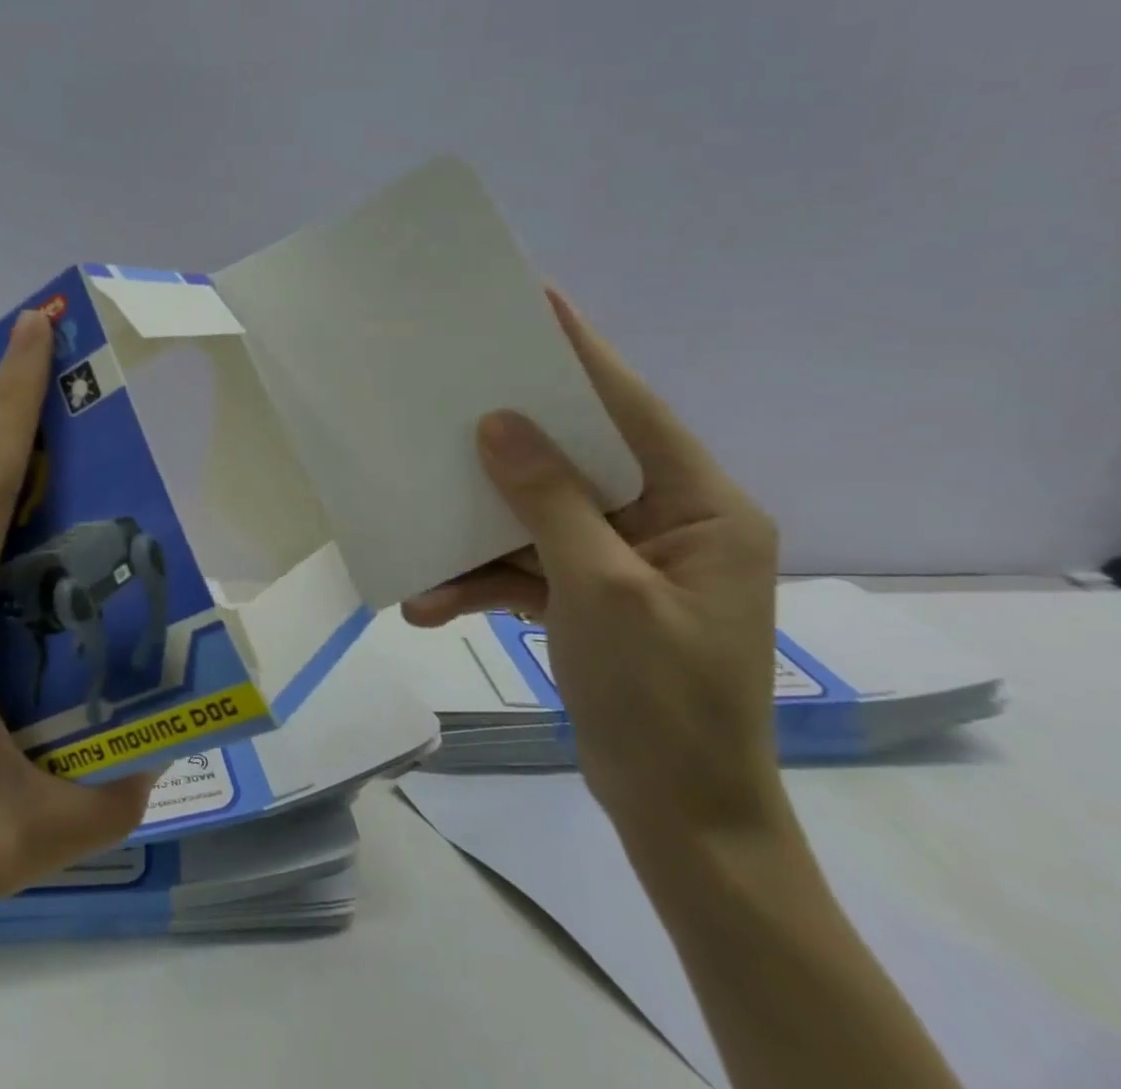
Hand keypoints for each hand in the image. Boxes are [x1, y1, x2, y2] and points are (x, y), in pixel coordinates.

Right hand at [403, 292, 783, 839]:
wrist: (681, 821)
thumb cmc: (664, 701)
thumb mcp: (603, 592)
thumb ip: (551, 501)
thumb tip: (499, 424)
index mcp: (700, 508)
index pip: (634, 408)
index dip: (584, 353)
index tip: (538, 300)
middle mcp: (666, 522)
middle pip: (576, 455)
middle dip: (509, 439)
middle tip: (454, 392)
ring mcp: (623, 561)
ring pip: (539, 515)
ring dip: (478, 534)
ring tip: (420, 538)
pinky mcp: (589, 595)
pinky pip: (527, 566)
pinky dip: (482, 582)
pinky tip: (431, 603)